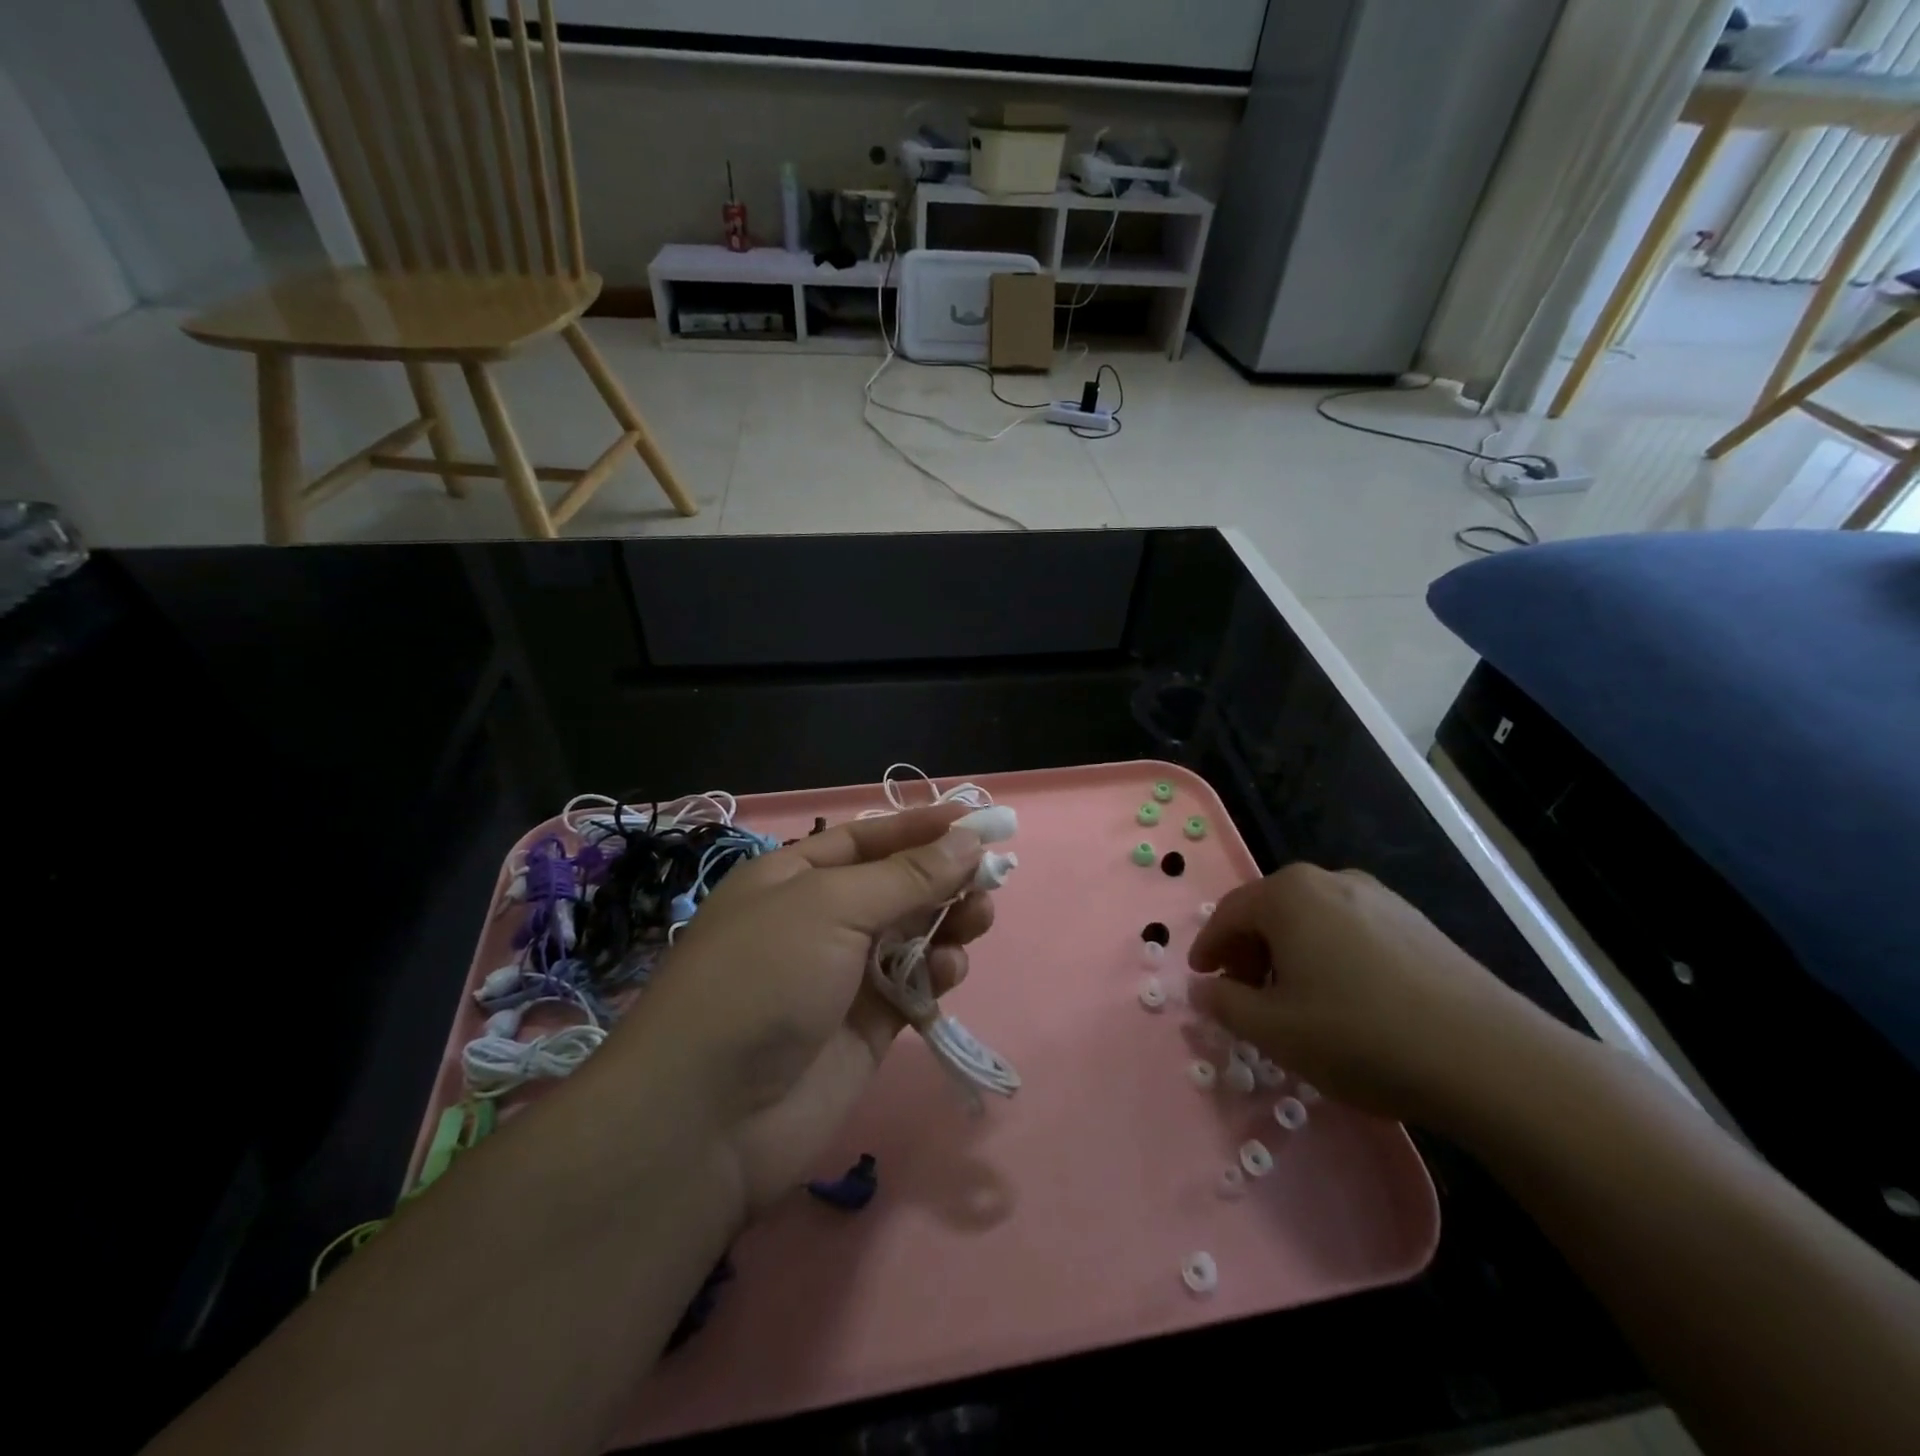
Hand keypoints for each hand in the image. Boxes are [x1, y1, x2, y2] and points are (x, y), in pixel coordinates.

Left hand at [610, 804, 991, 1215]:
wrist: (709, 1116)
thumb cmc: (764, 978)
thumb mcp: (831, 906)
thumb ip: (906, 877)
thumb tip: (966, 841)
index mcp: (793, 877)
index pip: (868, 838)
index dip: (921, 827)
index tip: (977, 820)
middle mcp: (818, 921)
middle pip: (896, 886)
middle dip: (943, 877)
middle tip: (992, 877)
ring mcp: (842, 976)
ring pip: (911, 936)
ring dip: (948, 922)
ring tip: (979, 918)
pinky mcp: (865, 1027)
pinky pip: (913, 987)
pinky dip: (936, 974)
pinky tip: (949, 971)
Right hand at [1187, 864, 1549, 1122]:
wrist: (1491, 1060)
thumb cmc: (1361, 1036)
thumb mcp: (1274, 1030)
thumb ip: (1225, 1005)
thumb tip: (1204, 990)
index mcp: (1289, 894)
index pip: (1229, 913)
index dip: (1208, 948)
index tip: (1201, 979)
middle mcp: (1332, 882)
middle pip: (1271, 911)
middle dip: (1249, 952)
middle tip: (1245, 995)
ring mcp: (1381, 899)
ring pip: (1312, 921)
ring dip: (1290, 955)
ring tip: (1295, 1003)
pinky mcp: (1418, 925)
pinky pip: (1352, 932)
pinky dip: (1330, 958)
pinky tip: (1347, 1002)